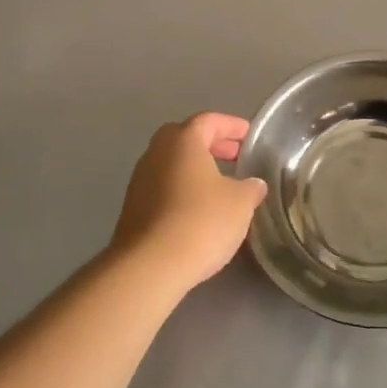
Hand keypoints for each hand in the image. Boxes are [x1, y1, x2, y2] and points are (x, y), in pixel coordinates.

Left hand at [109, 113, 267, 295]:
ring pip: (172, 164)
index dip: (231, 126)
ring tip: (220, 186)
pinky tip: (198, 210)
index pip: (209, 120)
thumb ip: (250, 188)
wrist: (150, 266)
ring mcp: (139, 181)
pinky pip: (162, 187)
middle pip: (185, 138)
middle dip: (211, 144)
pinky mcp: (132, 208)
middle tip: (234, 157)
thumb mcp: (240, 203)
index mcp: (183, 141)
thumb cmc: (201, 221)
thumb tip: (254, 184)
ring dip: (195, 169)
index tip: (249, 136)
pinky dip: (182, 189)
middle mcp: (156, 153)